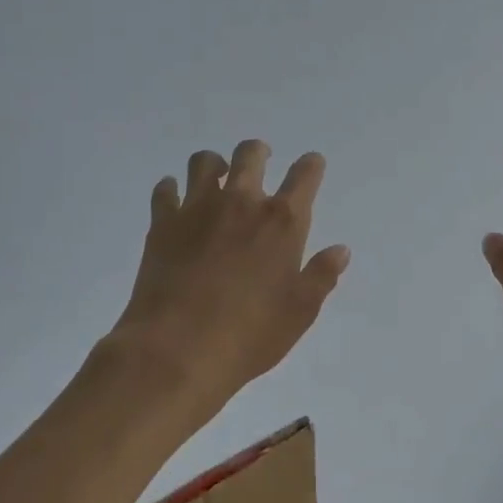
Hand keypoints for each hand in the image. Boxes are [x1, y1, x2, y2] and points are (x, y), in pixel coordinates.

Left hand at [107, 140, 349, 411]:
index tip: (311, 165)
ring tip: (217, 178)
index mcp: (281, 222)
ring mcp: (197, 208)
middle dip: (259, 152)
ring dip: (215, 164)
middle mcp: (241, 202)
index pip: (304, 176)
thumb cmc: (250, 335)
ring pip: (204, 162)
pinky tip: (176, 202)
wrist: (177, 350)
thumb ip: (321, 276)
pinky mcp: (162, 223)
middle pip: (250, 154)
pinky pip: (165, 190)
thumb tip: (340, 250)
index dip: (311, 165)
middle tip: (261, 161)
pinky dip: (172, 190)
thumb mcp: (300, 312)